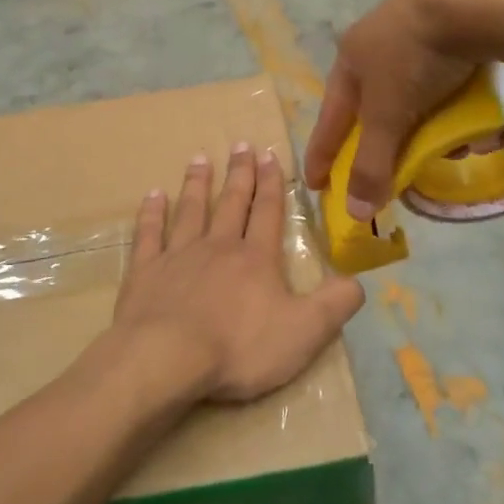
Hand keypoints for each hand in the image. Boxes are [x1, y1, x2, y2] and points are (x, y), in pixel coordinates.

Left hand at [115, 146, 364, 403]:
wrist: (167, 359)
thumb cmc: (239, 348)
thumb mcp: (304, 332)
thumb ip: (335, 304)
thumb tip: (359, 281)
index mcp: (256, 259)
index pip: (268, 212)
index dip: (272, 184)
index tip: (270, 154)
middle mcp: (217, 247)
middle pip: (231, 203)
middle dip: (240, 174)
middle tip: (241, 144)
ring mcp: (178, 256)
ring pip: (190, 210)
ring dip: (197, 184)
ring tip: (200, 158)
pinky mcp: (144, 272)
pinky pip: (148, 235)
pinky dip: (151, 214)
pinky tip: (152, 196)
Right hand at [305, 0, 503, 214]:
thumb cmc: (414, 55)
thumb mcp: (388, 115)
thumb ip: (372, 163)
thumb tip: (355, 212)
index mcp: (352, 58)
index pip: (331, 117)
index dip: (322, 152)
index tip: (315, 183)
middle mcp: (379, 38)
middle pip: (378, 101)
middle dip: (390, 136)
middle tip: (397, 161)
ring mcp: (420, 22)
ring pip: (420, 85)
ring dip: (435, 119)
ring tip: (460, 142)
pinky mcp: (459, 15)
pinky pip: (456, 69)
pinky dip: (464, 96)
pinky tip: (487, 113)